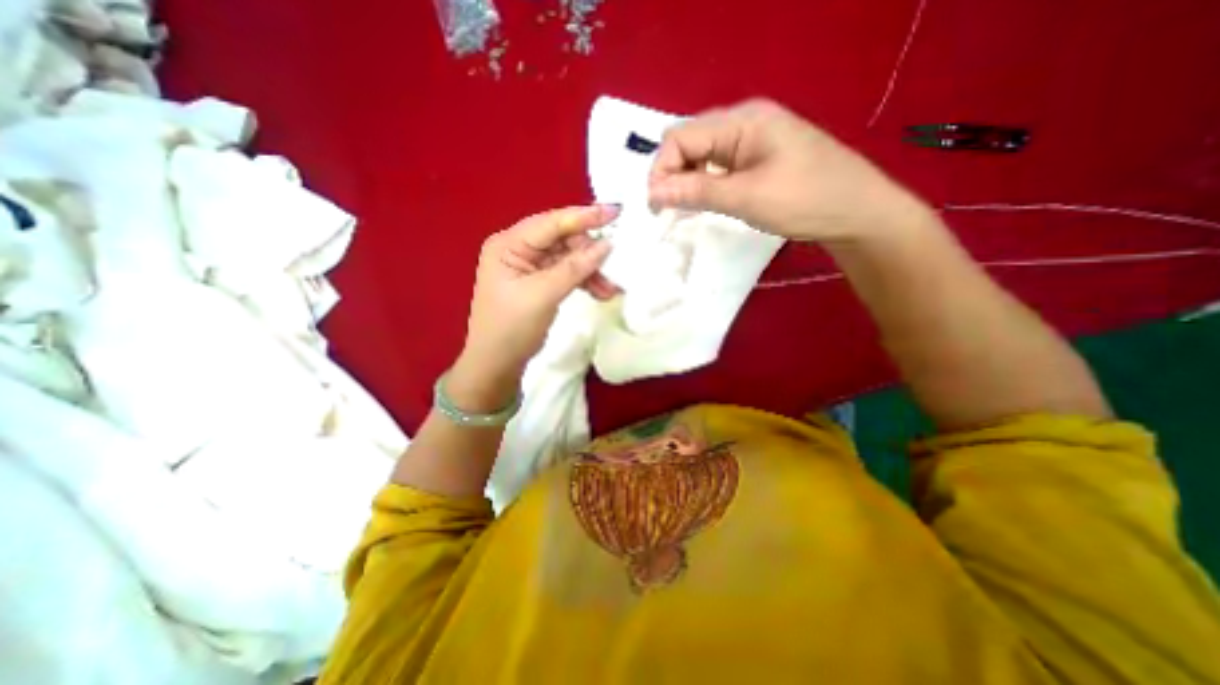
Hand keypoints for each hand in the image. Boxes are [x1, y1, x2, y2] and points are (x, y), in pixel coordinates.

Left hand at [450, 203, 620, 406]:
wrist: (497, 365)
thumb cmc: (511, 328)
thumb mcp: (543, 295)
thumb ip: (575, 268)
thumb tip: (607, 245)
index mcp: (509, 244)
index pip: (551, 222)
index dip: (585, 217)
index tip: (616, 212)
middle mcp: (518, 249)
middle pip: (563, 239)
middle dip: (590, 252)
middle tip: (615, 263)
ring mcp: (530, 266)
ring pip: (569, 258)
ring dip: (591, 270)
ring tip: (611, 289)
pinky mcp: (540, 282)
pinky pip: (568, 273)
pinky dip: (585, 281)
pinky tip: (601, 292)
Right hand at [648, 100, 925, 243]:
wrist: (856, 211)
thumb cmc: (804, 200)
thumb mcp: (745, 197)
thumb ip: (696, 191)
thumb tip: (652, 192)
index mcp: (741, 121)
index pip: (681, 136)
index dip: (661, 169)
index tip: (656, 205)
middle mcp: (743, 122)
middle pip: (689, 141)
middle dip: (671, 173)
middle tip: (667, 208)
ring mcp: (751, 139)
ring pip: (701, 154)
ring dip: (686, 179)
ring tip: (682, 208)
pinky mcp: (756, 158)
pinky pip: (718, 165)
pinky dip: (703, 183)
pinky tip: (703, 200)